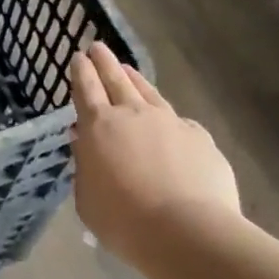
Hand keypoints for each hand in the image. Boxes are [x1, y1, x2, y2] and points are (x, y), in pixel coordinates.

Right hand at [70, 43, 240, 254]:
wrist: (187, 231)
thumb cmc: (123, 220)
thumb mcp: (87, 198)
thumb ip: (85, 167)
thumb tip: (84, 143)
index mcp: (98, 127)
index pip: (86, 89)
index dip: (81, 72)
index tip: (78, 57)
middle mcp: (133, 115)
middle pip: (116, 79)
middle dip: (104, 62)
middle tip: (97, 46)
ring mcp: (170, 122)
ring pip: (148, 92)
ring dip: (135, 79)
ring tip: (128, 69)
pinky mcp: (199, 137)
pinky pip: (178, 120)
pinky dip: (167, 116)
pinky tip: (168, 121)